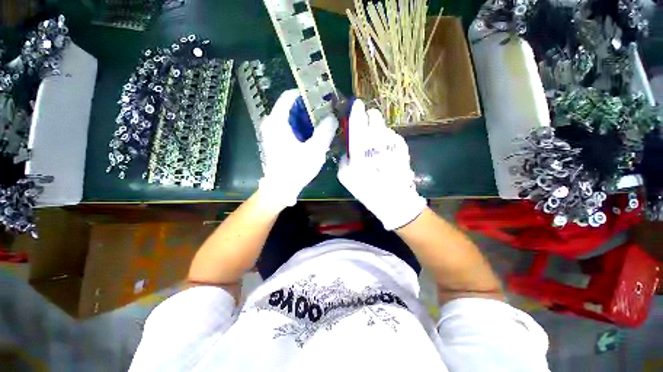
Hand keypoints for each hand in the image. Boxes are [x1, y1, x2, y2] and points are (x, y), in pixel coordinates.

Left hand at [258, 89, 337, 209]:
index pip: (290, 96)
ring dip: (308, 120)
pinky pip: (290, 128)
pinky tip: (314, 135)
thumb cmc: (296, 169)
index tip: (323, 98)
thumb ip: (325, 131)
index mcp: (277, 121)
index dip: (307, 94)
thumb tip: (333, 116)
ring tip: (324, 124)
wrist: (280, 189)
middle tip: (327, 113)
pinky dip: (302, 128)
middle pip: (292, 107)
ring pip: (292, 118)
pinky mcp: (276, 141)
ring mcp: (273, 133)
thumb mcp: (314, 150)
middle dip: (310, 109)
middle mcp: (272, 123)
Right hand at [338, 100, 425, 229]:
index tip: (356, 105)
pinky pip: (391, 136)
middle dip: (368, 117)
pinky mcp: (402, 147)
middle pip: (374, 116)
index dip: (356, 110)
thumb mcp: (345, 175)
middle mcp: (377, 140)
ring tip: (375, 145)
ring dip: (377, 130)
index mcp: (360, 147)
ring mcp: (392, 142)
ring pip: (383, 126)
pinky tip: (384, 152)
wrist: (393, 199)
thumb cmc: (366, 189)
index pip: (357, 120)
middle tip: (365, 126)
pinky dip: (386, 140)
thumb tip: (349, 148)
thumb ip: (344, 156)